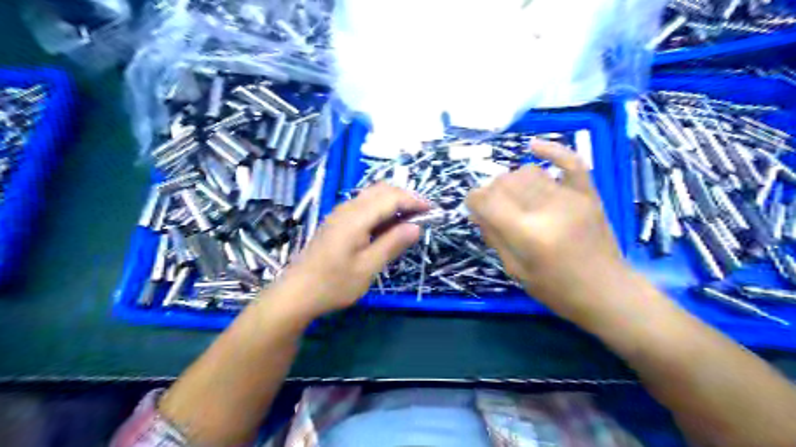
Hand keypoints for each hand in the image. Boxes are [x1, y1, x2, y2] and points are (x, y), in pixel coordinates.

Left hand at [276, 183, 424, 318]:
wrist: (296, 293)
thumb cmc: (333, 284)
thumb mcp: (367, 268)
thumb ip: (392, 244)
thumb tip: (416, 227)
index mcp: (356, 218)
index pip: (391, 197)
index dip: (414, 201)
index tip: (432, 211)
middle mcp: (347, 209)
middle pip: (381, 190)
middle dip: (405, 197)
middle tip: (423, 215)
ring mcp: (339, 214)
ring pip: (372, 196)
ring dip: (393, 203)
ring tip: (409, 221)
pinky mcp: (336, 222)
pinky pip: (364, 207)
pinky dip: (381, 210)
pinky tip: (387, 228)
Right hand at [467, 139, 627, 316]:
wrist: (607, 292)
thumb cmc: (557, 289)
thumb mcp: (516, 270)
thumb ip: (494, 237)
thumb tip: (477, 211)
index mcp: (527, 234)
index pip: (487, 201)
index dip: (473, 201)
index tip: (473, 208)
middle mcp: (546, 210)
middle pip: (504, 183)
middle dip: (491, 192)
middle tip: (493, 209)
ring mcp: (570, 198)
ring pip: (528, 172)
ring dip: (512, 180)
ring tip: (514, 197)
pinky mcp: (588, 193)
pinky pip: (570, 160)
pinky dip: (550, 150)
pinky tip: (533, 146)